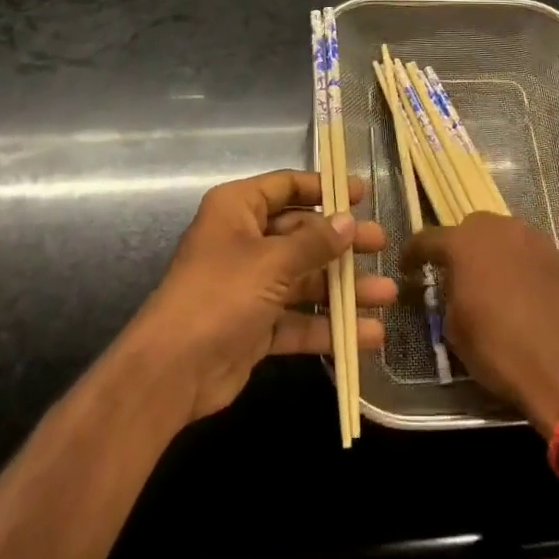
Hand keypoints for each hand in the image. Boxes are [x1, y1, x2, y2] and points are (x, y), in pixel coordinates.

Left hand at [126, 170, 396, 423]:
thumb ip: (315, 242)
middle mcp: (244, 241)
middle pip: (302, 234)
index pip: (286, 186)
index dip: (324, 188)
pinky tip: (368, 335)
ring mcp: (251, 286)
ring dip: (344, 289)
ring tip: (387, 294)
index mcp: (238, 210)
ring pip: (305, 279)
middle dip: (342, 243)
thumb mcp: (272, 262)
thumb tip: (348, 222)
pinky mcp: (256, 326)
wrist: (170, 372)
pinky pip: (299, 319)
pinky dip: (329, 326)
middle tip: (382, 244)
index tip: (362, 193)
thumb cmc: (220, 295)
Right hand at [405, 213, 558, 435]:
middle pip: (472, 228)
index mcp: (464, 244)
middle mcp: (500, 229)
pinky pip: (533, 254)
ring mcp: (535, 239)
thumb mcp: (456, 331)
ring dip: (496, 254)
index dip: (414, 253)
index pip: (428, 238)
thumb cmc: (502, 352)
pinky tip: (527, 295)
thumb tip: (456, 287)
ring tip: (496, 284)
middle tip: (460, 275)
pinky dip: (524, 268)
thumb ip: (450, 296)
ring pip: (506, 237)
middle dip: (462, 247)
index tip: (408, 267)